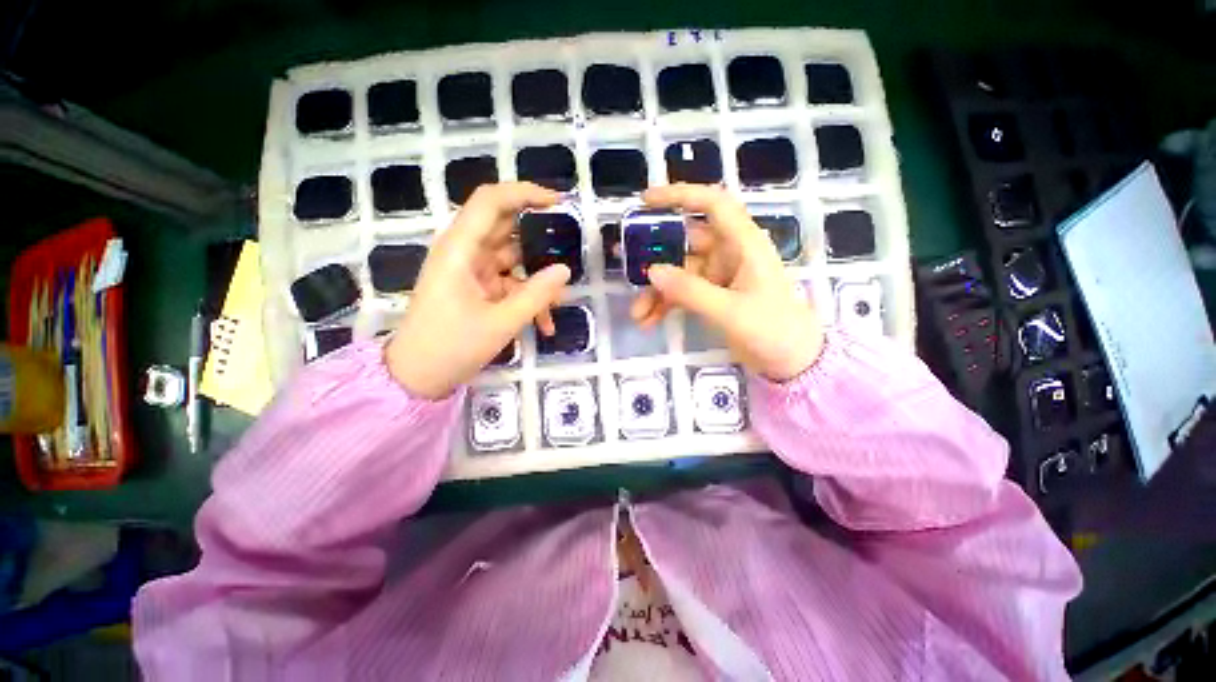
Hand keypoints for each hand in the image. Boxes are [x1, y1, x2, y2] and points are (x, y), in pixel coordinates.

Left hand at [386, 183, 569, 398]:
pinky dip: (527, 299)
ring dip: (537, 280)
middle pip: (506, 229)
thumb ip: (537, 294)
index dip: (525, 193)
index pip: (491, 201)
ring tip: (558, 305)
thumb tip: (565, 270)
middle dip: (539, 241)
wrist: (418, 377)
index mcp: (460, 250)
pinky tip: (543, 325)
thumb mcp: (502, 322)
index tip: (559, 203)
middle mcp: (464, 252)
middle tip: (569, 251)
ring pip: (513, 260)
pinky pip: (509, 283)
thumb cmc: (452, 347)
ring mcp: (471, 271)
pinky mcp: (477, 288)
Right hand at [630, 184, 823, 381]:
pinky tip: (648, 320)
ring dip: (656, 291)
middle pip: (684, 243)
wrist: (793, 361)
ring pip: (678, 273)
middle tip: (624, 264)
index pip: (712, 204)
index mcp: (743, 244)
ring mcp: (718, 276)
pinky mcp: (711, 296)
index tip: (645, 201)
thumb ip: (690, 291)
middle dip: (654, 257)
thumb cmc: (773, 330)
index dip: (680, 195)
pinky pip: (681, 294)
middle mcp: (728, 253)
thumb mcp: (730, 311)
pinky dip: (664, 305)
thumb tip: (651, 271)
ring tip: (637, 314)